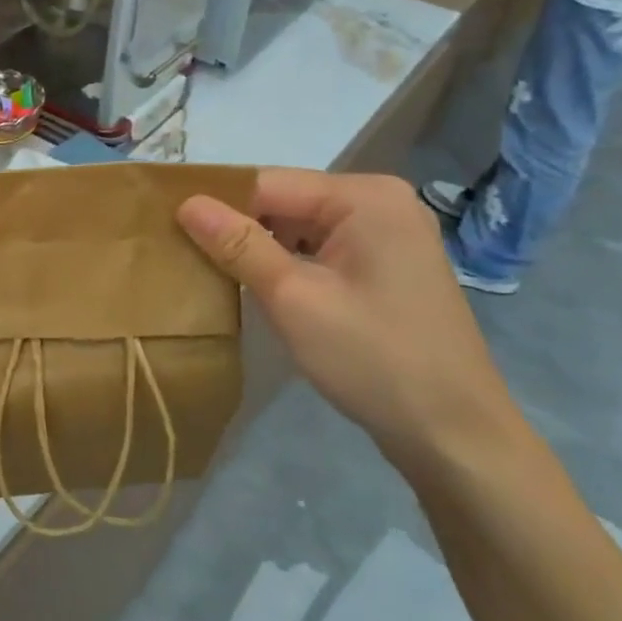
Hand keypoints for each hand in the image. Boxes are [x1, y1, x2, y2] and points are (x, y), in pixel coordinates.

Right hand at [176, 170, 523, 471]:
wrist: (455, 437)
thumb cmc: (375, 360)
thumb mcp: (294, 298)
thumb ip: (238, 244)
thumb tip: (186, 202)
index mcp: (364, 196)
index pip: (266, 182)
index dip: (215, 204)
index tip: (166, 227)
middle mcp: (378, 202)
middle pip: (282, 201)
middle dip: (236, 227)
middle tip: (182, 253)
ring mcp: (386, 234)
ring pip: (296, 226)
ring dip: (257, 248)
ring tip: (208, 270)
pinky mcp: (384, 266)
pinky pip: (317, 248)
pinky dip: (284, 264)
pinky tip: (255, 287)